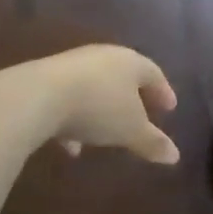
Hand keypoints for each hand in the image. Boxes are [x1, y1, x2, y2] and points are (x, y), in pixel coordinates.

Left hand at [0, 45, 180, 164]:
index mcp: (130, 62)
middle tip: (142, 116)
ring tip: (105, 136)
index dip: (163, 91)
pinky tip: (71, 145)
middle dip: (133, 99)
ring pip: (94, 88)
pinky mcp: (46, 78)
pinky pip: (69, 99)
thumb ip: (152, 142)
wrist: (37, 96)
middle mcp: (102, 57)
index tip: (170, 109)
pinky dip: (75, 119)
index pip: (153, 73)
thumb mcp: (130, 131)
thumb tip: (175, 156)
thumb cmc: (97, 108)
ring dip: (102, 111)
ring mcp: (72, 65)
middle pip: (123, 76)